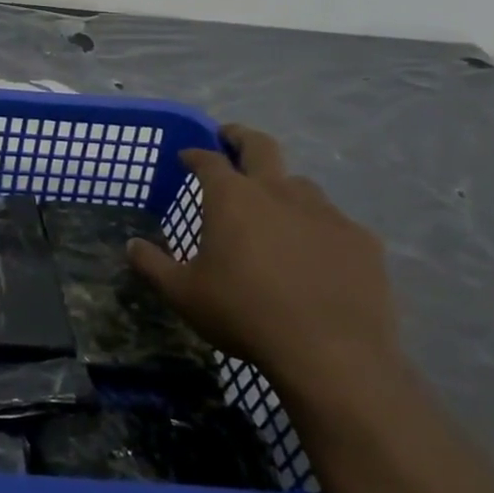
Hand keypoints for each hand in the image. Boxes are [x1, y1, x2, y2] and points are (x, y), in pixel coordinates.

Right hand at [127, 124, 398, 407]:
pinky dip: (318, 229)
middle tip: (230, 138)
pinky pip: (334, 223)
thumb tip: (132, 245)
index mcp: (232, 198)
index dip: (195, 154)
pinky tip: (316, 254)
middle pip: (260, 146)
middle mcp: (278, 191)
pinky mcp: (361, 240)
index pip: (208, 160)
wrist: (332, 354)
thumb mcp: (182, 294)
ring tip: (274, 209)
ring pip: (300, 184)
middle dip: (240, 137)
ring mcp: (325, 213)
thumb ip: (152, 265)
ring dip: (282, 188)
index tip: (186, 156)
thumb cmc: (244, 314)